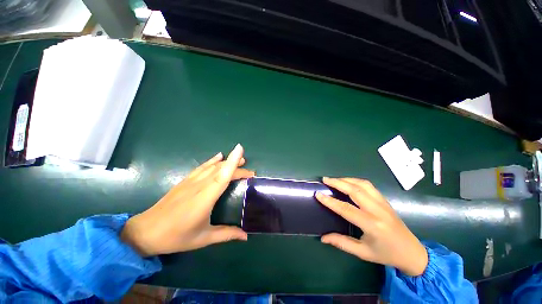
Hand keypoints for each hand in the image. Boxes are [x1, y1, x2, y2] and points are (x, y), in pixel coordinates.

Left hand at [121, 144, 254, 256]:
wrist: (145, 232)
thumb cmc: (176, 237)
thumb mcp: (203, 238)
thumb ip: (226, 234)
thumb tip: (246, 236)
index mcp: (205, 198)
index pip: (222, 176)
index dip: (232, 162)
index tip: (241, 150)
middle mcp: (199, 185)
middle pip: (221, 170)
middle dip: (237, 167)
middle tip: (251, 172)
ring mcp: (191, 181)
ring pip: (213, 166)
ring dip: (227, 162)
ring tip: (240, 160)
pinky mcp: (185, 181)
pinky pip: (202, 167)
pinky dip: (212, 160)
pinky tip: (218, 156)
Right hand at [315, 177, 427, 275]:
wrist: (412, 252)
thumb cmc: (386, 254)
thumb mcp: (363, 253)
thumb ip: (342, 243)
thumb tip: (323, 238)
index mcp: (372, 225)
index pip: (346, 209)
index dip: (330, 201)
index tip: (318, 194)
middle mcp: (378, 210)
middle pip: (354, 190)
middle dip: (337, 183)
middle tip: (324, 179)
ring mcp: (383, 203)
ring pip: (362, 184)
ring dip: (346, 179)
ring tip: (334, 179)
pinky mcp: (385, 200)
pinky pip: (369, 185)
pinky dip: (355, 181)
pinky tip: (348, 182)